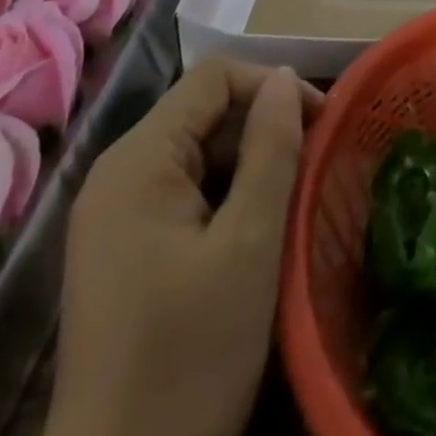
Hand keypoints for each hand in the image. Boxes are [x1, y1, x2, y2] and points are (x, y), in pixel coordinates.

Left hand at [45, 58, 322, 435]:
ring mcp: (114, 215)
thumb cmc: (189, 359)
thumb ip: (271, 149)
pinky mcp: (121, 251)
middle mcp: (117, 174)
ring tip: (295, 198)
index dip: (272, 86)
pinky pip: (182, 195)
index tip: (321, 121)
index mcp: (138, 160)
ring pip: (197, 156)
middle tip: (315, 166)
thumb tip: (286, 77)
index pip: (213, 78)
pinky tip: (257, 233)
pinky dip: (225, 199)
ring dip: (249, 166)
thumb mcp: (249, 245)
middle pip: (203, 114)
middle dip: (263, 128)